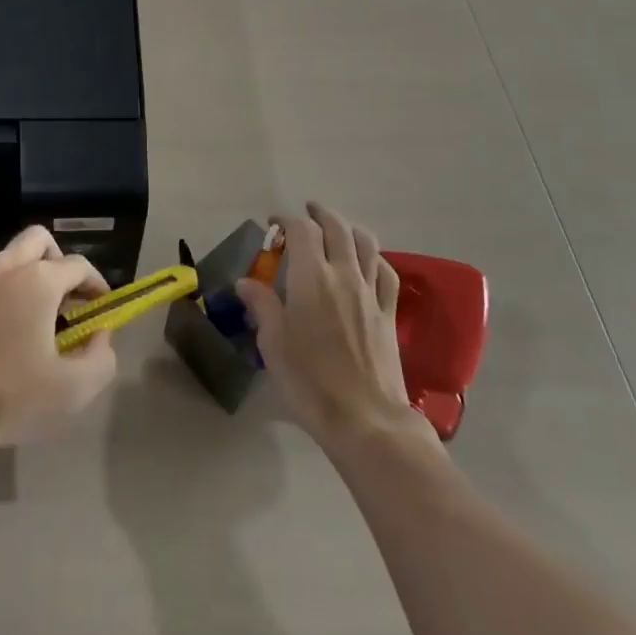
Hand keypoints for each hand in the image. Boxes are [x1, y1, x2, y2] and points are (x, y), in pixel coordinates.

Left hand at [0, 227, 118, 476]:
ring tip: (38, 318)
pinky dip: (5, 295)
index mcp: (37, 281)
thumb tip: (100, 335)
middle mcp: (6, 270)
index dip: (97, 283)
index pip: (78, 265)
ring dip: (31, 276)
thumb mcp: (73, 389)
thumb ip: (101, 358)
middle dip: (60, 260)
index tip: (102, 307)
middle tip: (68, 297)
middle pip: (39, 239)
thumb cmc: (9, 398)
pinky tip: (4, 336)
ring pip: (10, 259)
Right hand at [235, 202, 417, 452]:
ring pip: (366, 242)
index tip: (272, 226)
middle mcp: (343, 274)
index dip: (286, 220)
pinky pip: (386, 272)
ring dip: (348, 228)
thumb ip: (262, 306)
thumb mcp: (274, 345)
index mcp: (311, 277)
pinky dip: (374, 258)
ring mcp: (371, 292)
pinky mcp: (389, 313)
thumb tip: (245, 282)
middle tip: (306, 213)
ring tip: (336, 230)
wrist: (367, 421)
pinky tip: (367, 263)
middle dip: (319, 214)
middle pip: (336, 227)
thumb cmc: (311, 382)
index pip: (301, 229)